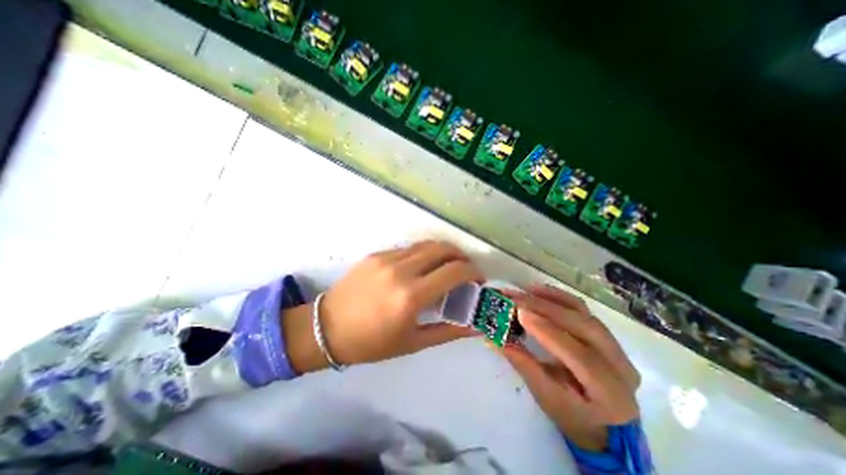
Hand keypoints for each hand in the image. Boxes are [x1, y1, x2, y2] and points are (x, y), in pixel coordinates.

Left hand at [283, 239, 481, 372]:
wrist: (327, 328)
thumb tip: (475, 326)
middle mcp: (401, 270)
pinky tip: (420, 268)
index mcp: (411, 296)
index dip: (473, 272)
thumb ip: (448, 331)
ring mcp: (386, 258)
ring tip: (446, 266)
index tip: (477, 280)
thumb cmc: (371, 343)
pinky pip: (408, 249)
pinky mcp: (376, 254)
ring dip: (443, 252)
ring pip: (426, 244)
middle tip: (465, 269)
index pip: (454, 271)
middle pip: (443, 248)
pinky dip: (423, 254)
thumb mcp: (413, 342)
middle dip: (461, 255)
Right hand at [498, 283, 637, 450]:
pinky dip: (559, 297)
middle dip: (546, 308)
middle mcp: (621, 366)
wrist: (605, 422)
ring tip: (526, 290)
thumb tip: (494, 339)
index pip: (580, 356)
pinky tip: (540, 291)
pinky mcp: (606, 333)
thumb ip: (523, 364)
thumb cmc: (573, 416)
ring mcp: (616, 346)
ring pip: (584, 313)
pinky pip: (583, 309)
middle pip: (583, 327)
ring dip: (552, 298)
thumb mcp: (546, 397)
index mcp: (611, 394)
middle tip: (516, 298)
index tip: (520, 313)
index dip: (548, 332)